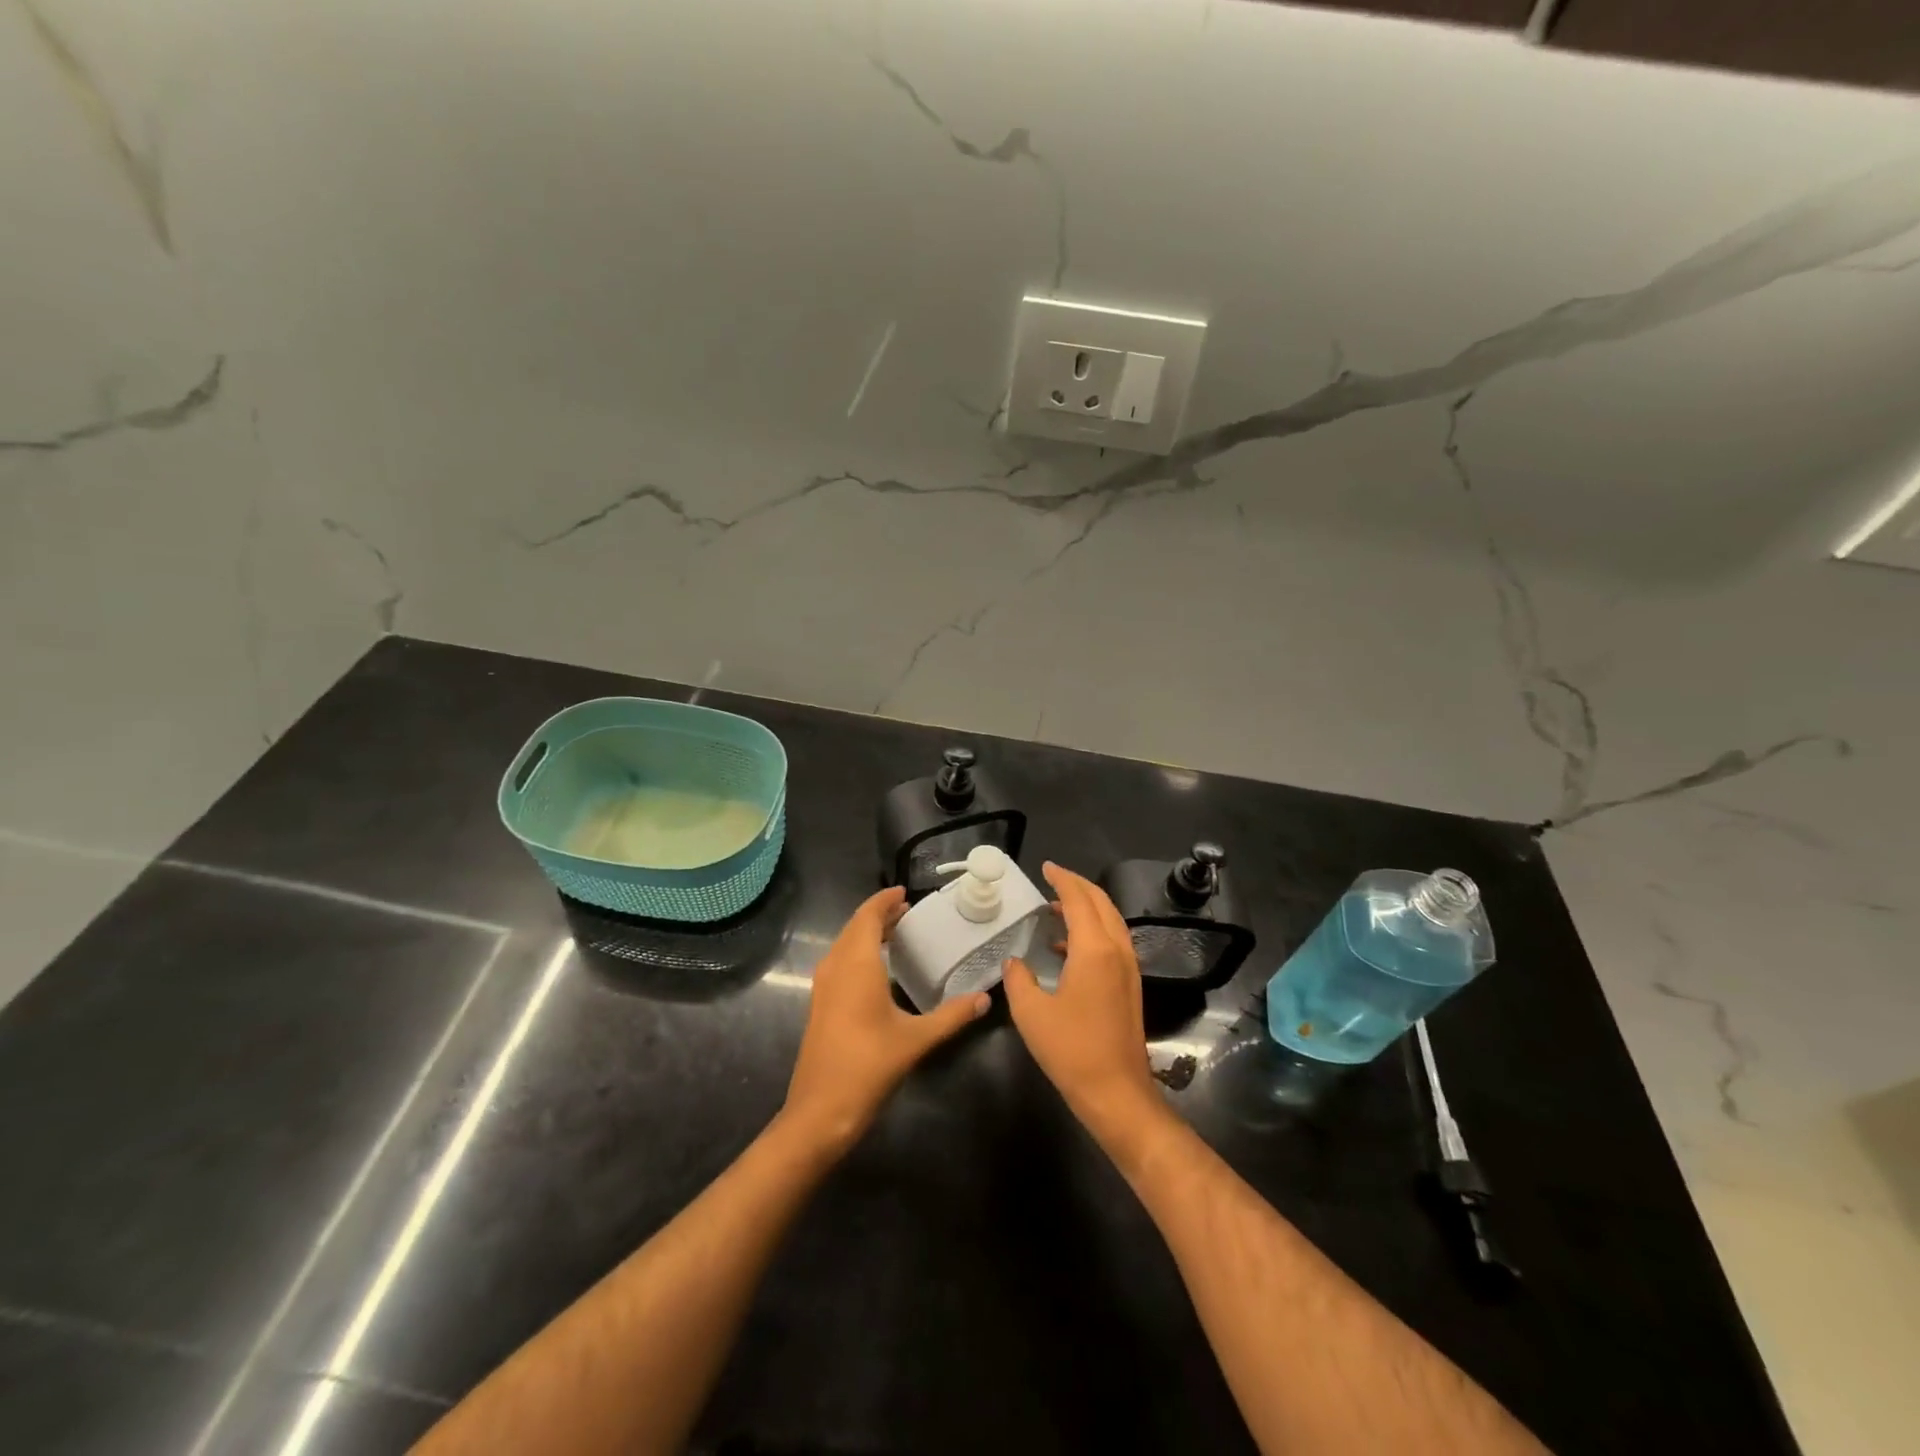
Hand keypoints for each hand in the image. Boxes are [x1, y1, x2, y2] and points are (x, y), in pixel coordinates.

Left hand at [782, 887, 988, 1156]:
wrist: (820, 1110)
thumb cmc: (869, 1065)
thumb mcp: (916, 1039)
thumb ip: (952, 1016)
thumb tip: (985, 999)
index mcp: (857, 963)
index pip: (868, 916)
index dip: (884, 901)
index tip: (905, 893)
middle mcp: (836, 966)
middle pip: (855, 927)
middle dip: (879, 915)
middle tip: (908, 912)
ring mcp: (823, 986)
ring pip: (845, 944)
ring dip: (867, 933)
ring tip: (896, 934)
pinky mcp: (820, 1004)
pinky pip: (839, 962)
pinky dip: (858, 952)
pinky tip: (878, 969)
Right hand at [1003, 863, 1163, 1147]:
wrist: (1117, 1093)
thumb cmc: (1071, 1050)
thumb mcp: (1031, 1014)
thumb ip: (1019, 979)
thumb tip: (1015, 962)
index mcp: (1094, 950)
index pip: (1079, 900)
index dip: (1062, 879)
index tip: (1046, 867)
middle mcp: (1117, 951)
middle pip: (1101, 904)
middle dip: (1079, 886)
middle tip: (1054, 879)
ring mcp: (1128, 969)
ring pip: (1111, 922)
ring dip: (1087, 908)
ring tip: (1057, 908)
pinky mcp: (1130, 987)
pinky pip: (1113, 942)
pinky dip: (1092, 931)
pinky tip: (1067, 948)